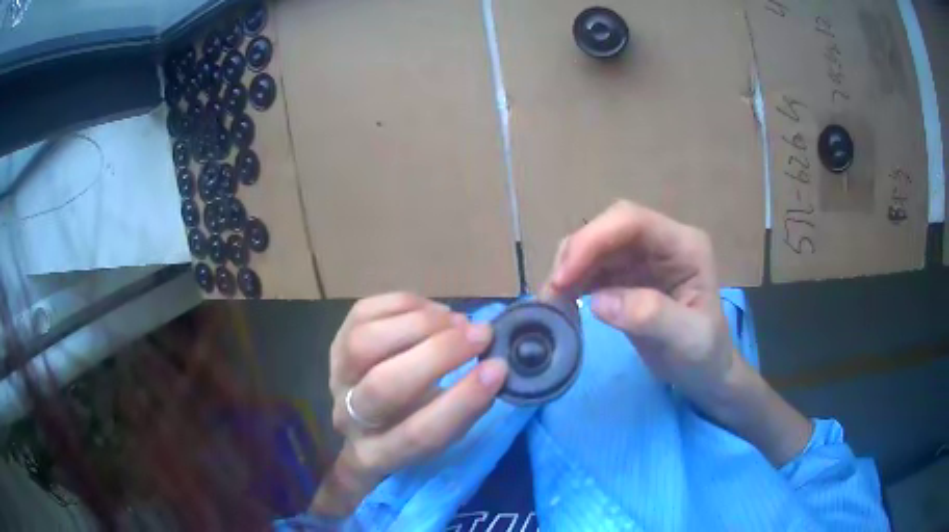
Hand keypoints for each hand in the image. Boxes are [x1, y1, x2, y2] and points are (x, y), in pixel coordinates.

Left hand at [311, 293, 507, 516]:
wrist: (363, 419)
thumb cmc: (413, 428)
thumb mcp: (442, 434)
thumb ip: (465, 407)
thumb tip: (494, 364)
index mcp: (379, 454)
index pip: (418, 434)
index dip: (461, 402)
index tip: (498, 369)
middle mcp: (349, 417)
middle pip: (384, 385)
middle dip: (438, 354)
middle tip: (481, 334)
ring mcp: (336, 376)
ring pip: (366, 342)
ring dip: (420, 324)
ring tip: (457, 320)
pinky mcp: (336, 341)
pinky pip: (364, 312)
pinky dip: (406, 305)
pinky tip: (434, 311)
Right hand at [542, 200, 811, 464]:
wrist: (705, 374)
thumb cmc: (705, 357)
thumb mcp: (688, 340)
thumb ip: (651, 316)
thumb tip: (597, 301)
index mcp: (684, 246)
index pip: (633, 222)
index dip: (593, 240)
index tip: (564, 277)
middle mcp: (662, 243)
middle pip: (609, 228)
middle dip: (576, 254)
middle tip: (552, 292)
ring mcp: (644, 258)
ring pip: (595, 246)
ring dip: (569, 269)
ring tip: (553, 302)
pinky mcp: (628, 277)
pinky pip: (592, 269)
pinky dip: (572, 283)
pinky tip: (563, 304)